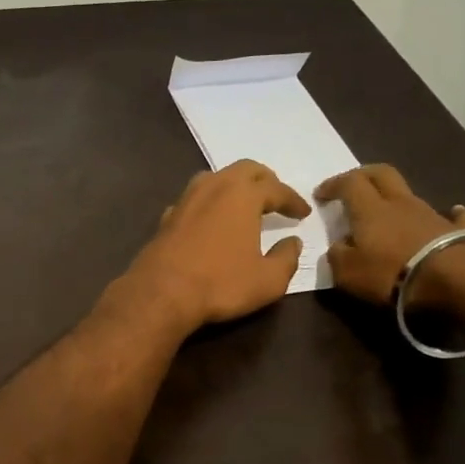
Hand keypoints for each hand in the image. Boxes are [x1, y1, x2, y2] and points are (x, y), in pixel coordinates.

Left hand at [114, 160, 309, 332]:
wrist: (161, 293)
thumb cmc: (220, 284)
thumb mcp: (268, 280)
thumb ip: (286, 259)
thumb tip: (293, 243)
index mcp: (243, 195)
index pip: (276, 188)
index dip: (293, 200)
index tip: (303, 213)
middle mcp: (213, 187)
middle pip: (244, 170)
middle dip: (264, 180)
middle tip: (276, 197)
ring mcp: (186, 200)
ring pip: (214, 178)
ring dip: (233, 186)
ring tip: (244, 204)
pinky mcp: (166, 217)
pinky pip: (193, 200)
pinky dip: (208, 204)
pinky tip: (210, 220)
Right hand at [315, 164, 464, 307]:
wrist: (456, 278)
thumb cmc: (391, 272)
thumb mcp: (347, 272)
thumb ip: (337, 255)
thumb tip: (339, 246)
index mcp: (370, 210)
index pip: (348, 183)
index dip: (333, 185)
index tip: (320, 194)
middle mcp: (401, 203)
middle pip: (382, 174)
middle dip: (364, 174)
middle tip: (352, 185)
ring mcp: (433, 214)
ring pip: (411, 194)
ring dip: (397, 198)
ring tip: (390, 212)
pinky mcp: (460, 230)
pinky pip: (453, 216)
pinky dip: (449, 215)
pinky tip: (452, 214)